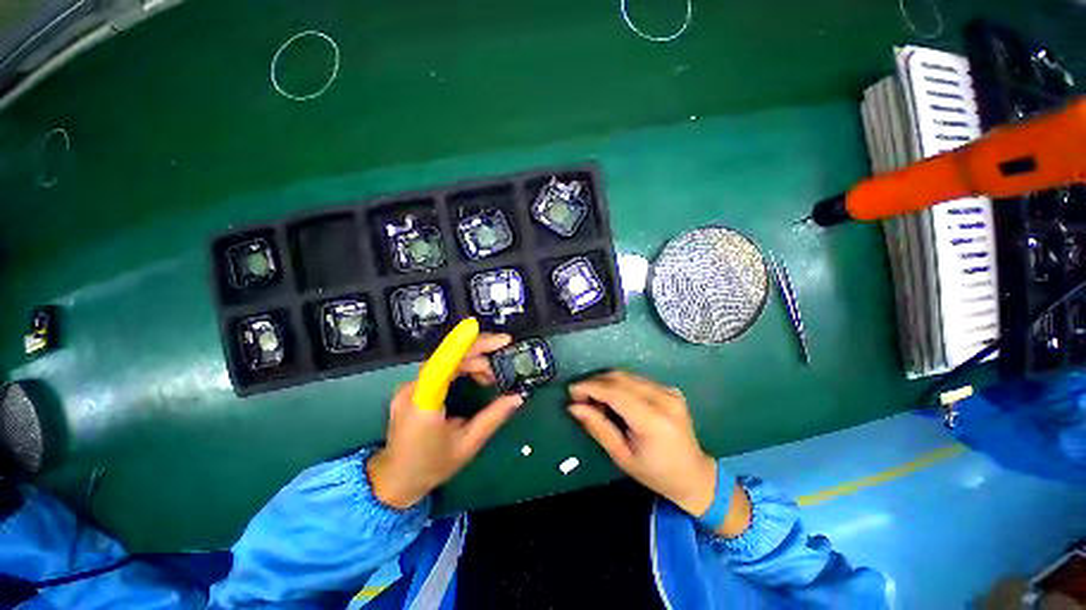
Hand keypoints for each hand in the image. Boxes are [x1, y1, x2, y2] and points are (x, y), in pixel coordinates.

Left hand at [368, 333, 522, 508]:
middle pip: (448, 357)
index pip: (441, 366)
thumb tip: (518, 397)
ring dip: (473, 360)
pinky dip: (463, 366)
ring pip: (446, 360)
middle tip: (505, 354)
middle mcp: (413, 390)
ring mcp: (410, 387)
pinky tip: (477, 377)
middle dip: (480, 351)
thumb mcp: (468, 445)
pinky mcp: (413, 387)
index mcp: (425, 405)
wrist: (394, 480)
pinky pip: (441, 367)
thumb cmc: (430, 466)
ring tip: (493, 376)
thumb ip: (494, 418)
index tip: (480, 329)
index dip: (459, 345)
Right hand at [568, 371, 716, 516]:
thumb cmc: (655, 473)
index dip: (590, 387)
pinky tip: (613, 399)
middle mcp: (663, 398)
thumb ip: (598, 427)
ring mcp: (669, 391)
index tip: (571, 391)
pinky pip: (637, 380)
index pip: (614, 392)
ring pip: (627, 375)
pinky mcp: (670, 389)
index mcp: (652, 420)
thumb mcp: (621, 456)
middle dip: (595, 382)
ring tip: (594, 399)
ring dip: (606, 382)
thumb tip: (574, 406)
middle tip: (579, 396)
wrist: (694, 475)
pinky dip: (619, 384)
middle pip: (620, 378)